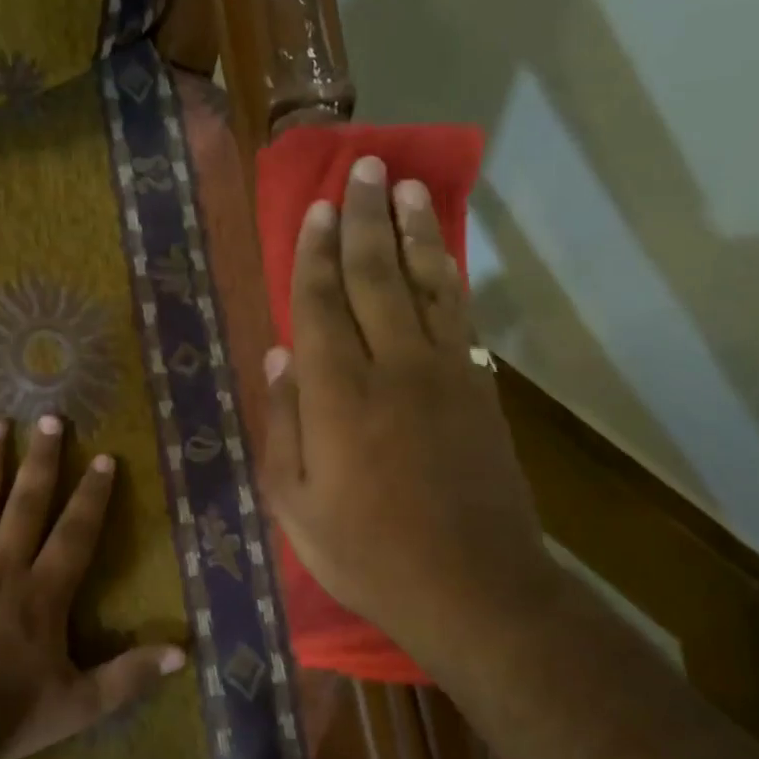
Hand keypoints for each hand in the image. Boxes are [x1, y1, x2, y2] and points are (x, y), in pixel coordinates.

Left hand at [0, 415, 184, 758]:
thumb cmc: (10, 715)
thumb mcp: (80, 703)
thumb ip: (129, 675)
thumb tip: (183, 652)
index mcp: (43, 592)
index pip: (75, 532)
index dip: (92, 495)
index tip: (103, 458)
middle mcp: (4, 567)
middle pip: (26, 502)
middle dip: (42, 459)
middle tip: (50, 418)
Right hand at [260, 156, 560, 674]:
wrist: (474, 588)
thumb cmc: (368, 554)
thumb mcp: (296, 505)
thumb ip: (283, 424)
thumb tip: (278, 355)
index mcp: (337, 395)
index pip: (321, 303)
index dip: (316, 252)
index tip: (317, 209)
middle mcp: (392, 367)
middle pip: (375, 276)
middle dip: (365, 219)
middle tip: (364, 170)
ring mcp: (444, 373)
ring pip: (426, 283)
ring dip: (414, 232)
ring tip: (406, 188)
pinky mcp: (479, 388)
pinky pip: (461, 316)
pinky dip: (449, 276)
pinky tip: (441, 253)